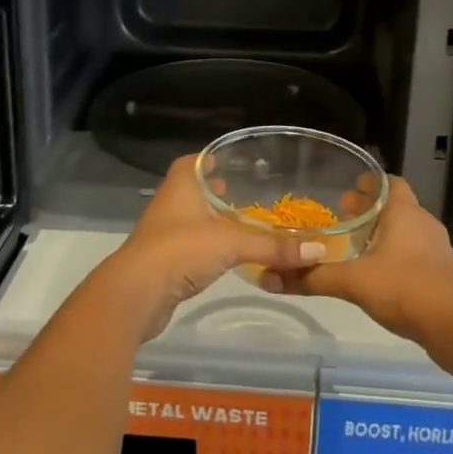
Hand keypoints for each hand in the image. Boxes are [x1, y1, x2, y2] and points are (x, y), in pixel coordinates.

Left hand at [95, 155, 328, 341]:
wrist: (135, 295)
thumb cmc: (180, 250)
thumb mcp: (231, 243)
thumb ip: (273, 246)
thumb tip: (317, 250)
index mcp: (180, 186)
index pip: (193, 161)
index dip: (210, 159)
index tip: (232, 160)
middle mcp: (170, 205)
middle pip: (194, 190)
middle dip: (216, 190)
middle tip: (245, 190)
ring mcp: (163, 235)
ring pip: (192, 219)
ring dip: (212, 219)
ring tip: (241, 221)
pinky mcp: (163, 264)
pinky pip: (190, 247)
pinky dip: (208, 246)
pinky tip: (227, 254)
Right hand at [261, 177, 452, 347]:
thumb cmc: (405, 289)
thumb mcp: (353, 282)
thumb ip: (312, 278)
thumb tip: (269, 278)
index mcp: (404, 211)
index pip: (387, 182)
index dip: (367, 183)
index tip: (344, 190)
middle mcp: (422, 222)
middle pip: (394, 205)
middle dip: (369, 209)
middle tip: (341, 217)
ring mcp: (436, 248)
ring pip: (405, 230)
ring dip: (382, 233)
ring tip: (355, 246)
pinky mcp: (441, 273)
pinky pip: (414, 253)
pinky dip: (395, 255)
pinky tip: (376, 274)